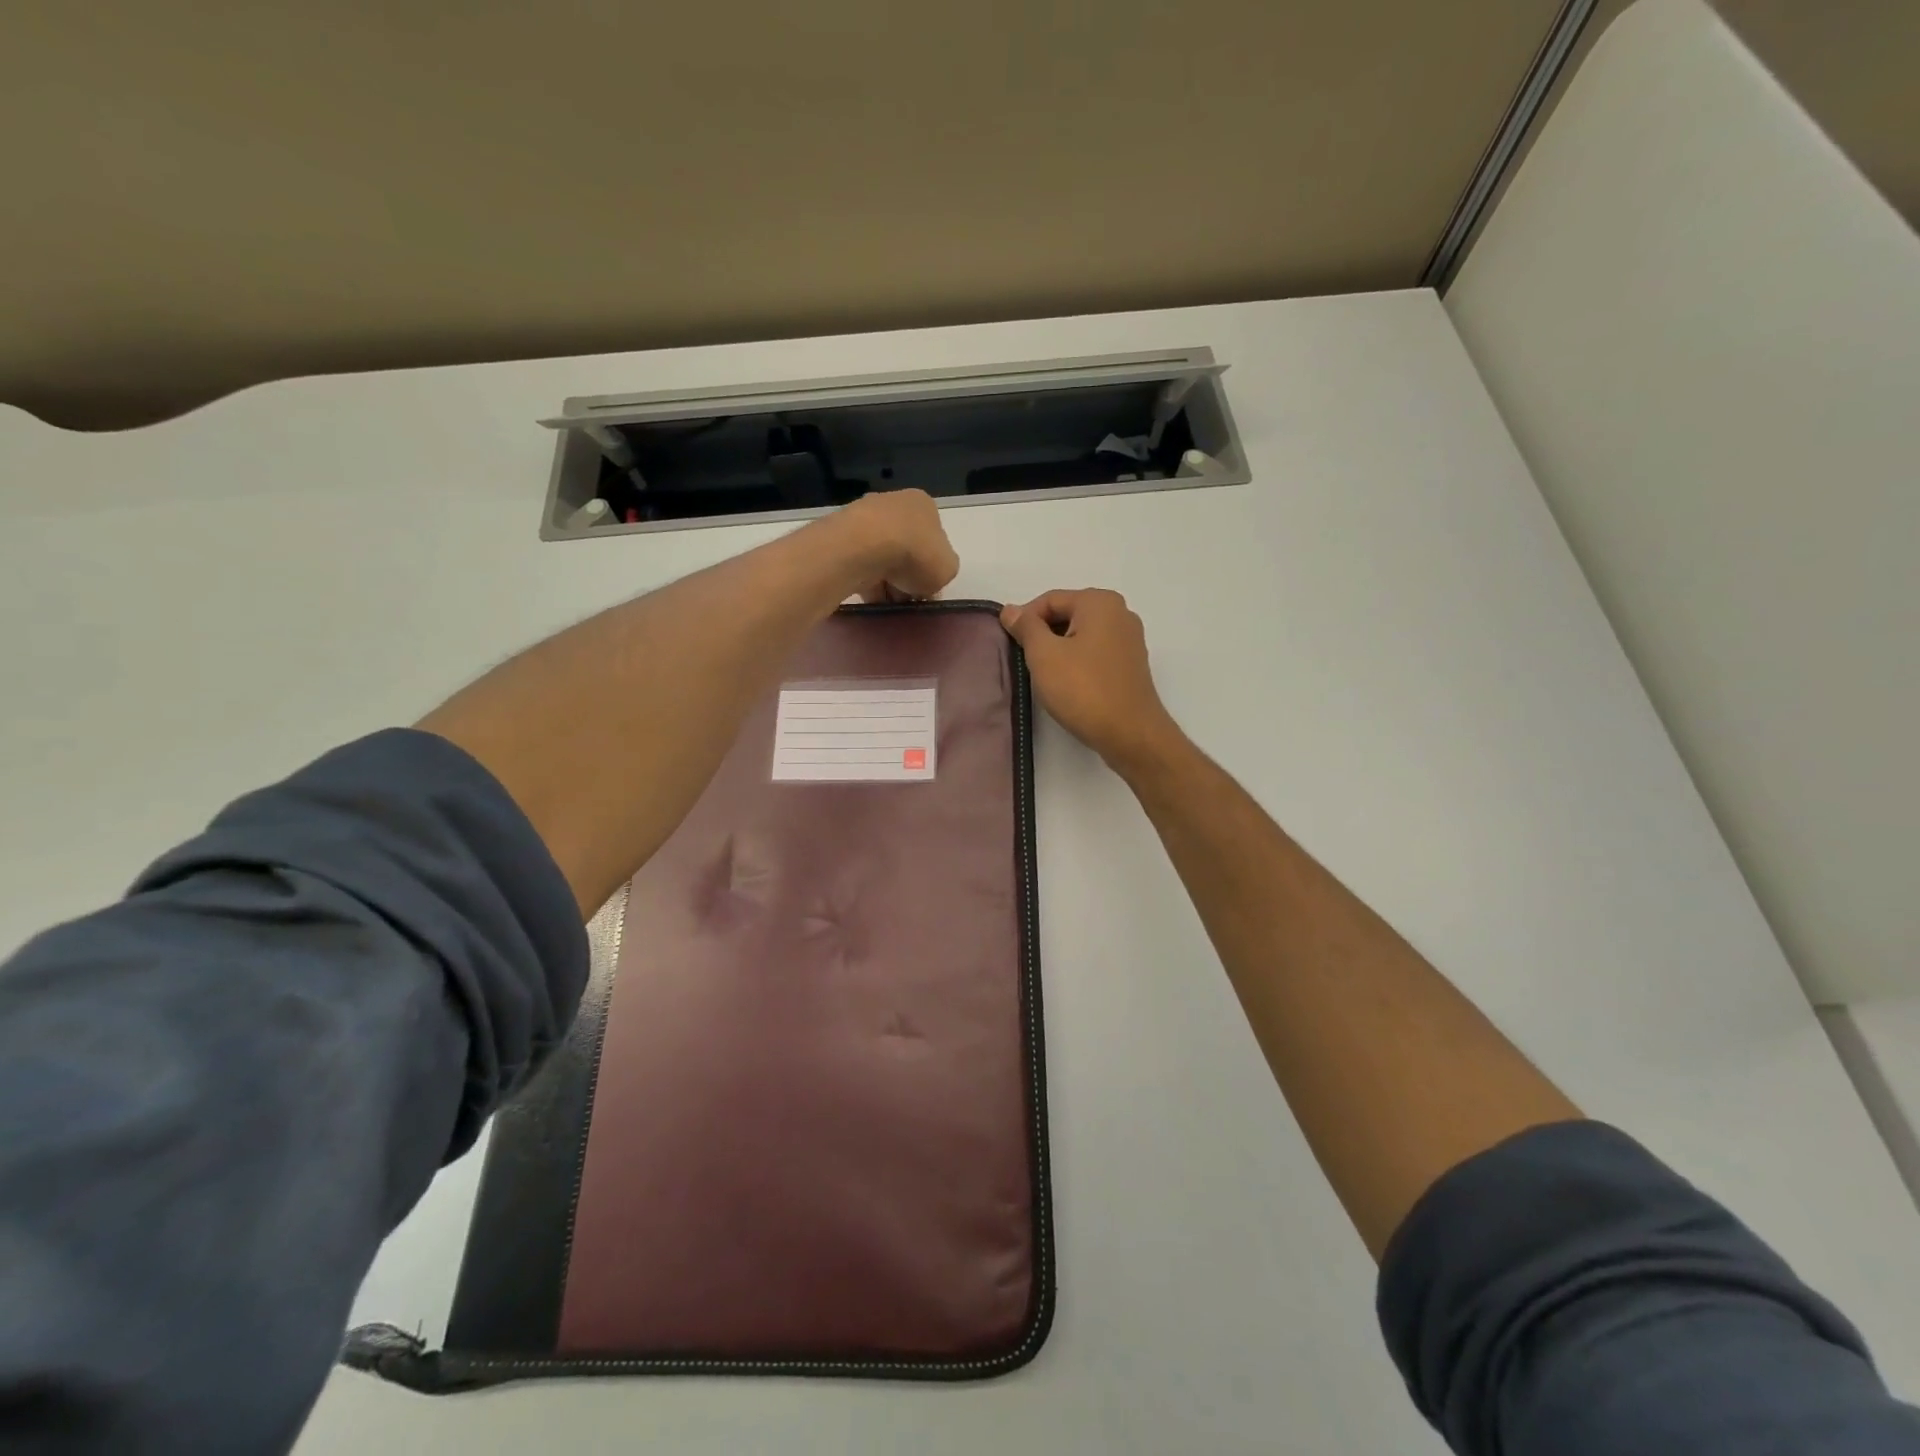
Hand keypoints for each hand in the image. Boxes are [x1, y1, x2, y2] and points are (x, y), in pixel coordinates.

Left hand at [833, 489, 959, 601]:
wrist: (863, 547)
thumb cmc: (915, 553)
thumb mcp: (947, 569)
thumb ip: (942, 572)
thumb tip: (928, 580)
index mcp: (924, 505)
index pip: (933, 539)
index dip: (932, 568)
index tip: (926, 589)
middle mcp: (893, 503)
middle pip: (905, 549)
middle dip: (906, 576)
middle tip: (906, 599)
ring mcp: (863, 517)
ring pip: (881, 557)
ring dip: (885, 581)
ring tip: (887, 603)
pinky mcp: (840, 535)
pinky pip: (858, 563)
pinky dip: (864, 581)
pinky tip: (869, 598)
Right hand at [1000, 589, 1183, 771]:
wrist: (1130, 734)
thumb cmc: (1083, 689)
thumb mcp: (1044, 655)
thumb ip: (1026, 627)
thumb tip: (1010, 610)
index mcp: (1099, 602)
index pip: (1049, 600)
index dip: (1024, 621)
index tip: (1011, 646)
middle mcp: (1120, 613)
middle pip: (1067, 615)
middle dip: (1042, 636)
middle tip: (1025, 663)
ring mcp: (1129, 640)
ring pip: (1080, 636)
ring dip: (1058, 651)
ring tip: (1044, 677)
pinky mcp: (1131, 665)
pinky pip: (1095, 653)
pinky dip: (1077, 663)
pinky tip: (1067, 685)